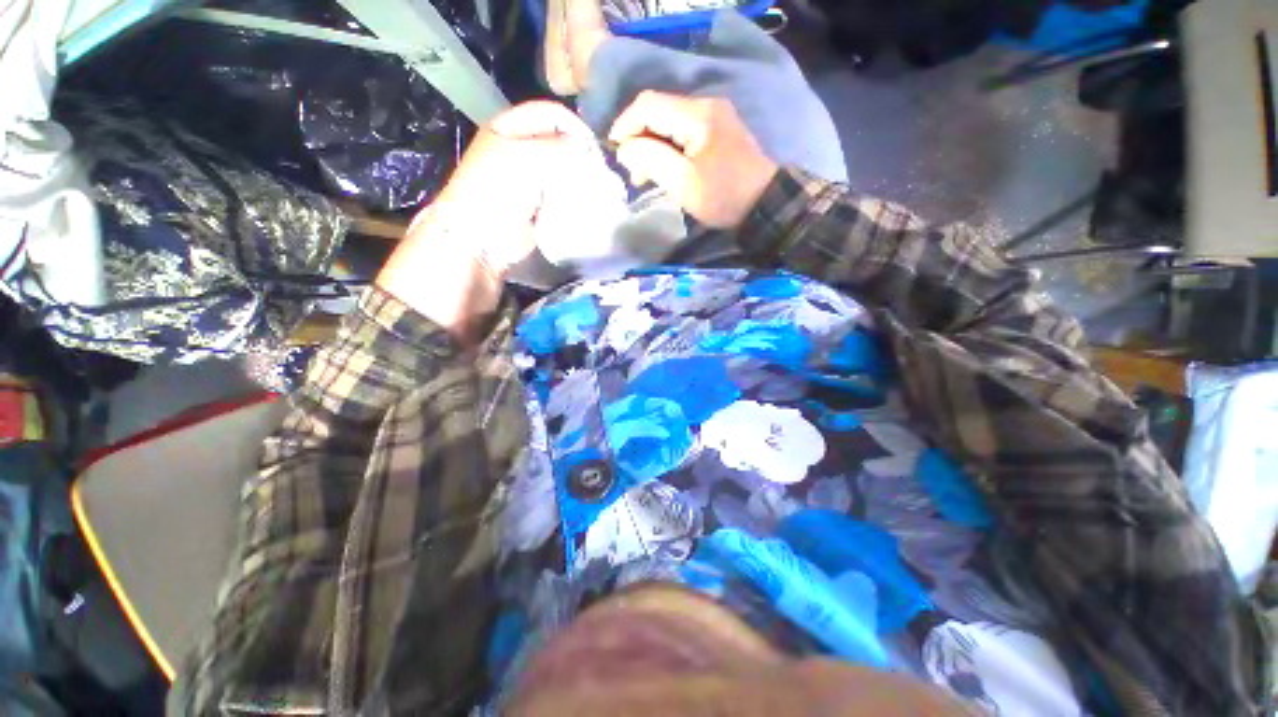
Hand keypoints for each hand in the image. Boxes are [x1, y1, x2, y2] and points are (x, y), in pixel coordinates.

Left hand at [377, 101, 594, 340]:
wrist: (480, 242)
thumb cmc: (497, 193)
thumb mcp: (529, 160)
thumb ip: (562, 150)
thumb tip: (591, 155)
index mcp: (510, 129)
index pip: (551, 115)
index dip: (575, 128)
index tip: (596, 151)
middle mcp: (519, 151)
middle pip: (559, 145)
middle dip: (580, 158)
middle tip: (599, 175)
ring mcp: (528, 183)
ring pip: (563, 173)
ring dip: (579, 182)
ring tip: (595, 192)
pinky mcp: (537, 209)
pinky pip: (561, 198)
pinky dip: (574, 201)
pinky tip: (585, 207)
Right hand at [609, 91, 777, 227]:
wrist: (763, 203)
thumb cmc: (723, 196)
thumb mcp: (684, 183)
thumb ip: (652, 159)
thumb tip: (625, 147)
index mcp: (697, 115)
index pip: (649, 105)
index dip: (625, 124)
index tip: (614, 151)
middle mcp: (705, 105)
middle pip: (658, 110)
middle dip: (638, 138)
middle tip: (633, 172)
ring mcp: (713, 115)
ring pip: (668, 121)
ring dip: (651, 144)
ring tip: (645, 175)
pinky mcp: (716, 129)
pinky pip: (682, 130)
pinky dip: (667, 147)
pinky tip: (663, 167)